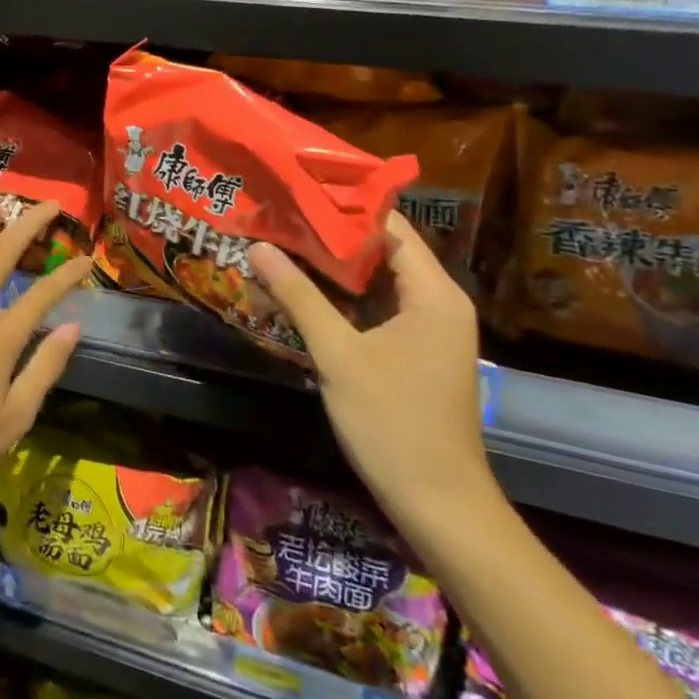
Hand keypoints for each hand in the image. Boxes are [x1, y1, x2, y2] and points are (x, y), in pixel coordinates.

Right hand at [248, 213, 495, 534]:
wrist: (438, 504)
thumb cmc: (393, 422)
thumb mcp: (337, 355)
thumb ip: (298, 297)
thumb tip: (258, 247)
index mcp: (434, 294)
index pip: (391, 229)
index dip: (345, 209)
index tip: (297, 194)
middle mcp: (439, 304)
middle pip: (384, 253)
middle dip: (332, 237)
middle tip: (280, 218)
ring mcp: (429, 332)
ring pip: (378, 284)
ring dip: (335, 269)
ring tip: (283, 246)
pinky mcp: (416, 355)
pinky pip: (378, 310)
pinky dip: (344, 299)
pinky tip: (304, 294)